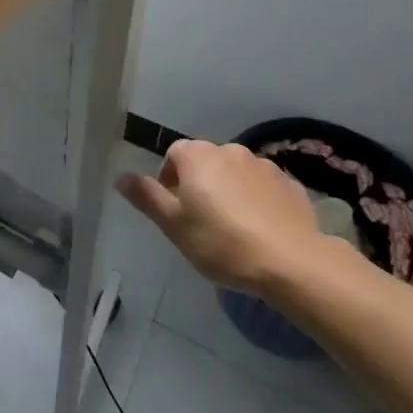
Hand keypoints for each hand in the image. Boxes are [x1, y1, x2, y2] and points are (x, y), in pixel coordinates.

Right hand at [117, 140, 330, 294]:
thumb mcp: (174, 225)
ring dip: (230, 191)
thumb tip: (120, 176)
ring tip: (235, 228)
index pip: (173, 155)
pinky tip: (262, 229)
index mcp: (197, 155)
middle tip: (202, 222)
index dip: (170, 181)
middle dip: (201, 185)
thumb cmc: (222, 242)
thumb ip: (146, 197)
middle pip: (205, 162)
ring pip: (235, 174)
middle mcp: (229, 150)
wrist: (292, 262)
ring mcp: (263, 165)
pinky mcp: (290, 184)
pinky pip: (263, 187)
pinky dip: (258, 201)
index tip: (177, 212)